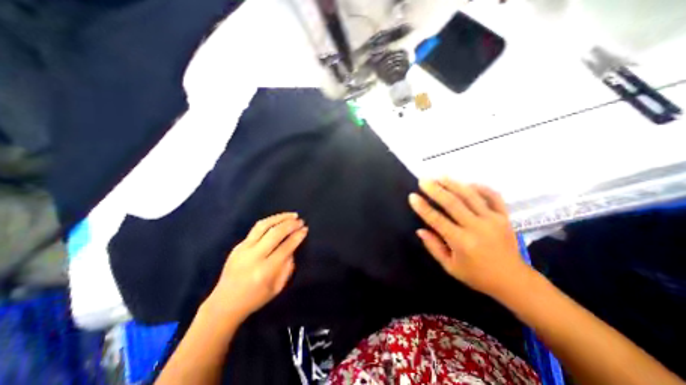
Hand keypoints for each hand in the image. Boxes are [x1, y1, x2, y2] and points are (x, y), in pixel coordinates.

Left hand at [203, 214, 307, 320]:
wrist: (224, 304)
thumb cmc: (255, 298)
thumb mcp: (277, 287)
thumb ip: (287, 267)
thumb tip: (292, 247)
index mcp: (265, 271)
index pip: (285, 247)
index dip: (297, 236)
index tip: (305, 229)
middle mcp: (253, 257)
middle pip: (275, 233)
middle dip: (290, 224)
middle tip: (300, 221)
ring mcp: (243, 249)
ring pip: (263, 226)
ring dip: (280, 218)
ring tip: (291, 215)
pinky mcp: (238, 246)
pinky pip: (256, 229)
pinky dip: (270, 222)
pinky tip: (279, 221)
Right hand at [406, 179, 528, 299]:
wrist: (514, 281)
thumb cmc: (477, 276)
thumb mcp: (450, 267)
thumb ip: (433, 247)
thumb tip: (420, 230)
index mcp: (461, 242)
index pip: (437, 220)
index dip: (423, 207)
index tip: (412, 196)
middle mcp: (477, 227)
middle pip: (453, 203)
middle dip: (435, 190)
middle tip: (423, 180)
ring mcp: (493, 220)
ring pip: (470, 196)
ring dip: (453, 184)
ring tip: (440, 176)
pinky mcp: (504, 217)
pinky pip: (493, 196)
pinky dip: (481, 187)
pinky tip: (468, 183)